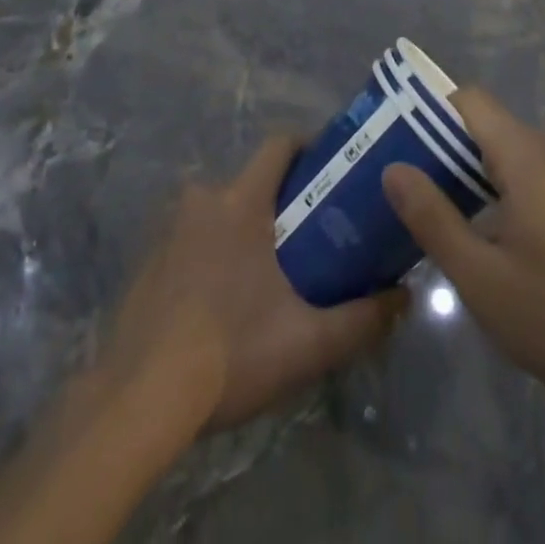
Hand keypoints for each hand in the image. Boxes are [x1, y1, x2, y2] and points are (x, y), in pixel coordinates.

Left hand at [103, 136, 407, 432]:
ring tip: (271, 272)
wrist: (139, 399)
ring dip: (245, 228)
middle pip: (251, 181)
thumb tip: (405, 297)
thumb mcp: (307, 342)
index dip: (308, 145)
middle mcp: (202, 200)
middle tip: (311, 234)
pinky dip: (212, 253)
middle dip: (281, 199)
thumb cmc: (230, 352)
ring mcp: (168, 230)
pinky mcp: (147, 262)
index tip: (332, 165)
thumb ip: (362, 319)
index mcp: (240, 201)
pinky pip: (191, 239)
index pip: (278, 144)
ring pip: (220, 211)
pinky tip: (224, 301)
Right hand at [381, 89, 544, 415]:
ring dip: (469, 165)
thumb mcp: (480, 276)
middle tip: (407, 175)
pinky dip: (495, 183)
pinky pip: (526, 173)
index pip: (471, 102)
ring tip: (433, 199)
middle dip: (444, 142)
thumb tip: (393, 169)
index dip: (431, 110)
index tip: (398, 138)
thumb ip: (433, 218)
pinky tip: (479, 225)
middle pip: (488, 123)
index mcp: (526, 159)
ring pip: (507, 149)